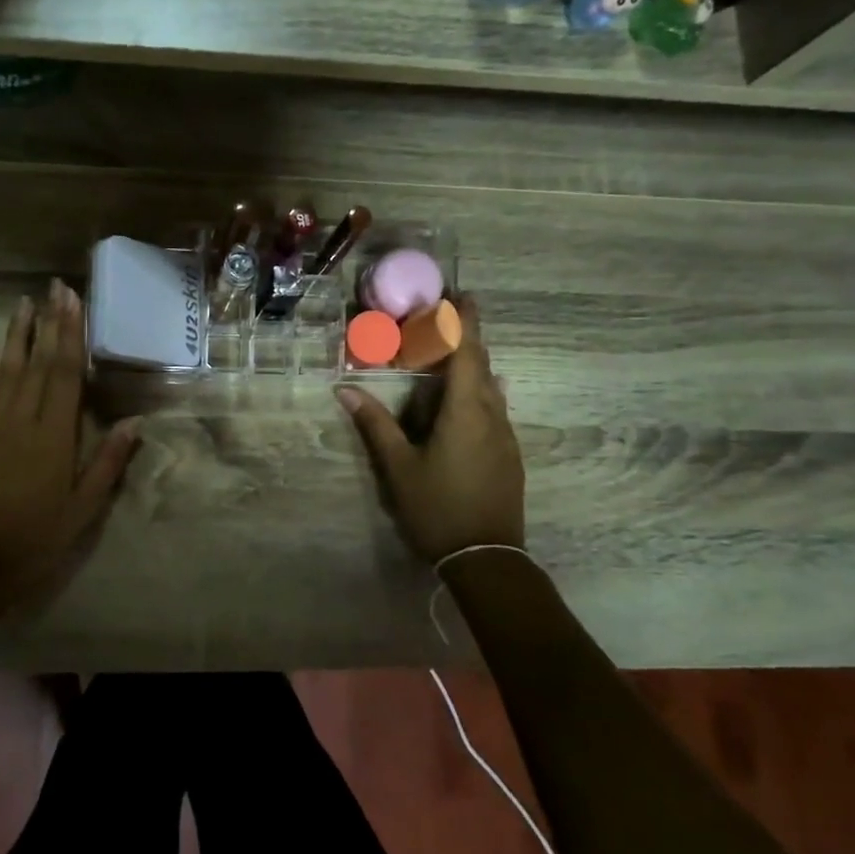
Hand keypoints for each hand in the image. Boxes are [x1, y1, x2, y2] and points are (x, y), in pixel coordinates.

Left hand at [0, 282, 138, 607]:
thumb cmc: (37, 539)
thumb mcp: (84, 508)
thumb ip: (108, 462)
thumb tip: (135, 421)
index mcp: (53, 435)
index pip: (65, 372)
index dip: (71, 333)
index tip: (73, 300)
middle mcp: (20, 420)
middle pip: (37, 361)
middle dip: (48, 322)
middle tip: (54, 287)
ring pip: (6, 369)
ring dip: (16, 334)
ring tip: (24, 303)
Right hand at [335, 296, 525, 562]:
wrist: (487, 557)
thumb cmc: (438, 507)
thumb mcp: (399, 467)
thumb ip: (375, 425)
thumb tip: (345, 390)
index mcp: (467, 411)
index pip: (468, 353)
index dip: (464, 322)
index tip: (460, 296)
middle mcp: (493, 415)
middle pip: (483, 365)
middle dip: (467, 338)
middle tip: (445, 319)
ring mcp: (506, 436)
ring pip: (492, 388)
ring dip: (473, 365)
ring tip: (448, 355)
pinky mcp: (509, 454)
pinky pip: (495, 407)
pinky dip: (477, 390)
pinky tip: (464, 400)